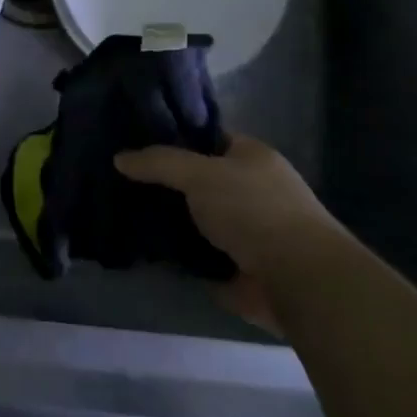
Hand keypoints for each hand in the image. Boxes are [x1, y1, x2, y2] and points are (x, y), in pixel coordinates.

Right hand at [114, 136, 341, 331]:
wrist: (297, 279)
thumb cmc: (254, 210)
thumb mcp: (200, 173)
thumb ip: (158, 162)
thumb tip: (119, 158)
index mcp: (252, 157)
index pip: (208, 137)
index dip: (174, 137)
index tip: (134, 141)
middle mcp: (251, 189)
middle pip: (197, 179)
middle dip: (164, 182)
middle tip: (120, 178)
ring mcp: (245, 230)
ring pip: (194, 217)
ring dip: (167, 219)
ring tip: (122, 210)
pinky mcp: (236, 266)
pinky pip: (195, 252)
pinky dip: (174, 252)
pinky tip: (141, 244)